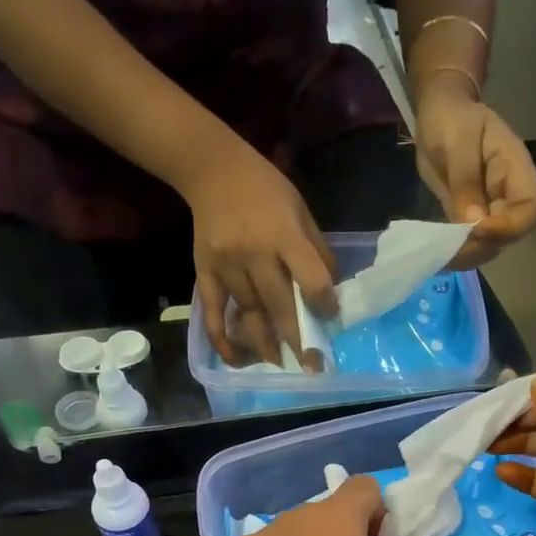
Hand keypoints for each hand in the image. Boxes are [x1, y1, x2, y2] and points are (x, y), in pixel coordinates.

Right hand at [185, 141, 337, 368]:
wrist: (212, 170)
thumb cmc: (265, 189)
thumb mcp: (300, 210)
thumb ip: (316, 250)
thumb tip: (330, 291)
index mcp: (284, 235)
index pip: (310, 279)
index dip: (324, 304)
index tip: (331, 319)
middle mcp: (254, 253)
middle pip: (279, 305)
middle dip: (298, 339)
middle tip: (313, 366)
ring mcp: (226, 265)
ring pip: (249, 313)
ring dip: (265, 343)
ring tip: (281, 364)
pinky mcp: (204, 272)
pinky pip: (213, 312)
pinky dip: (222, 338)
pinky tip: (234, 358)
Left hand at [413, 75, 535, 268]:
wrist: (440, 114)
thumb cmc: (451, 118)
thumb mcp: (456, 141)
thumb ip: (465, 180)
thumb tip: (473, 224)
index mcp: (516, 170)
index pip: (532, 209)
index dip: (509, 227)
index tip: (476, 230)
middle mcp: (510, 194)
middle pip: (514, 234)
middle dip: (483, 246)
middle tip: (450, 249)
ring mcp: (493, 209)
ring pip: (492, 245)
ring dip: (469, 255)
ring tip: (440, 254)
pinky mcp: (473, 219)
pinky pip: (472, 243)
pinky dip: (458, 253)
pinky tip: (437, 253)